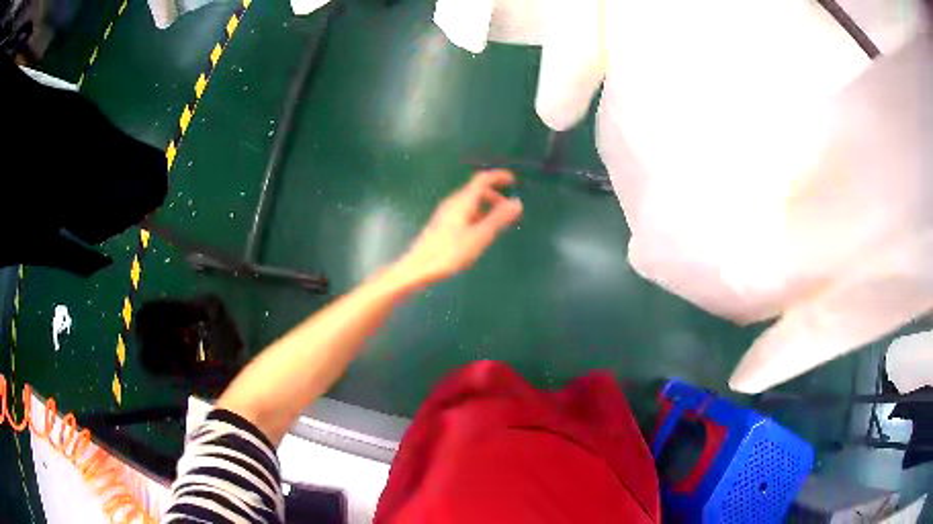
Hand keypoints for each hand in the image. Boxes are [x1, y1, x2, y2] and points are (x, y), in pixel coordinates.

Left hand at [394, 170, 522, 288]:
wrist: (419, 268)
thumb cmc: (450, 252)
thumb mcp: (480, 236)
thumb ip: (498, 218)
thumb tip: (517, 202)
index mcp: (462, 201)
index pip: (482, 179)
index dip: (498, 176)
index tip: (513, 180)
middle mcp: (453, 202)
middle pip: (476, 190)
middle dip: (495, 196)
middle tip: (508, 211)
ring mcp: (445, 213)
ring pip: (470, 202)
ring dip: (486, 207)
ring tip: (496, 225)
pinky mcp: (441, 224)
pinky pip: (464, 212)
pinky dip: (477, 215)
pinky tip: (479, 233)